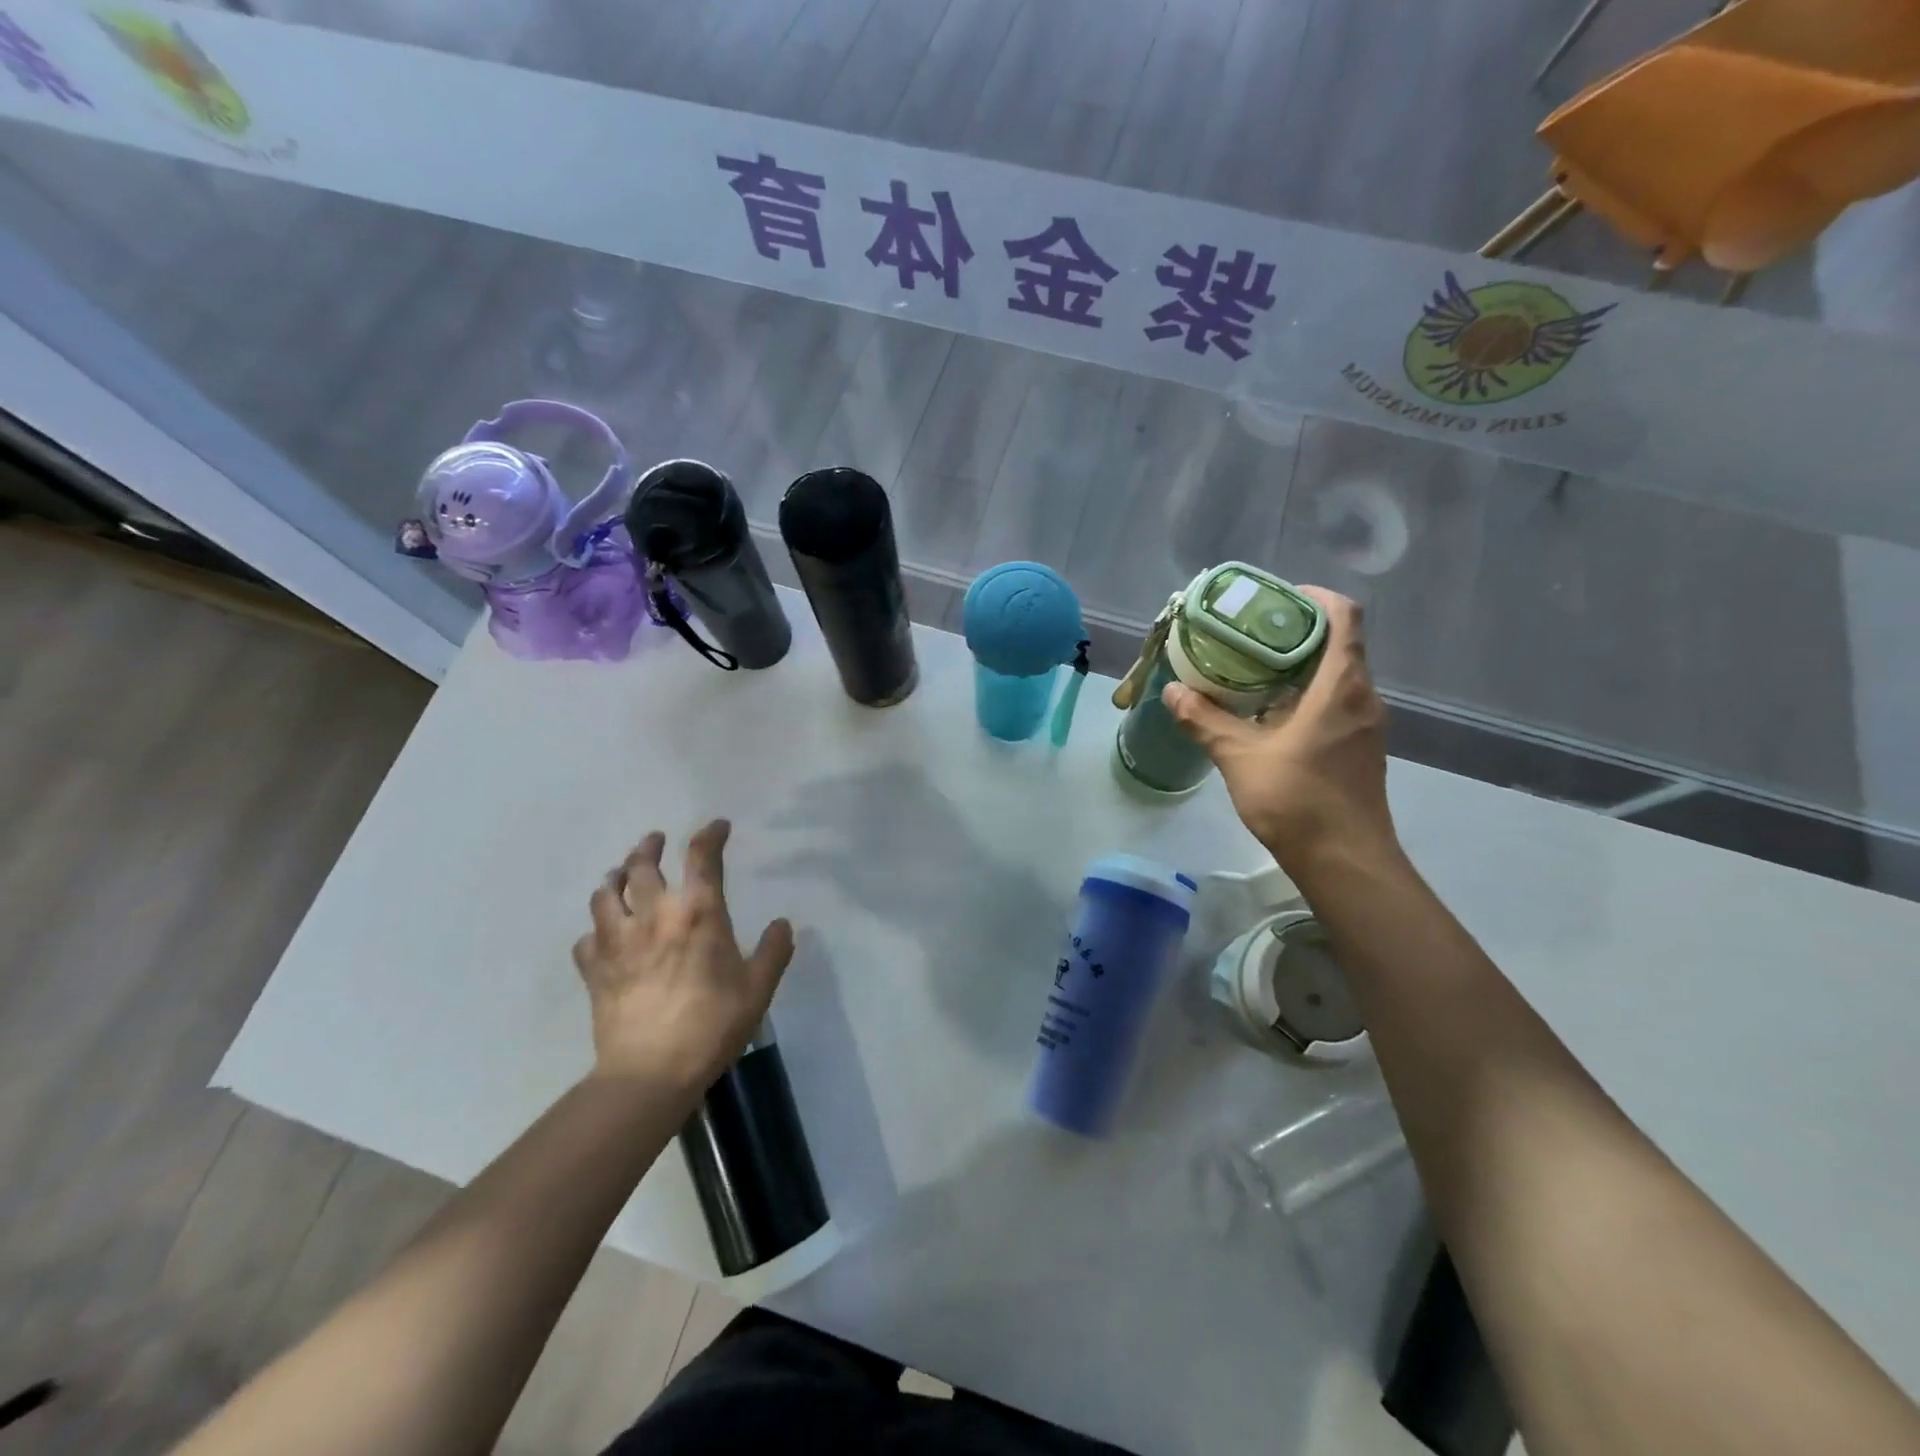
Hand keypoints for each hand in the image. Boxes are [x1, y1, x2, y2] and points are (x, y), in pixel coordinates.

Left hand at [572, 820, 794, 1092]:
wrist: (650, 1072)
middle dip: (649, 846)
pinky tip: (602, 937)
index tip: (718, 826)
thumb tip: (783, 924)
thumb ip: (773, 951)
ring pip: (604, 894)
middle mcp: (654, 915)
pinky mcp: (594, 969)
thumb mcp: (758, 989)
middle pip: (641, 865)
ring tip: (619, 876)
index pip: (701, 856)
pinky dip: (595, 931)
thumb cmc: (713, 1025)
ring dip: (614, 879)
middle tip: (654, 841)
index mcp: (698, 913)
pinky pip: (586, 939)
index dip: (710, 834)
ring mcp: (617, 941)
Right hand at [1163, 587, 1397, 879]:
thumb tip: (1173, 691)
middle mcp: (1362, 697)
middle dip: (1295, 632)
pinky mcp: (1359, 748)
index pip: (1344, 617)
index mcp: (1341, 686)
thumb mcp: (1240, 756)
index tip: (1275, 600)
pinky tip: (1267, 713)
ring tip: (1251, 669)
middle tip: (1248, 633)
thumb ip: (1205, 720)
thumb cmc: (1298, 800)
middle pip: (1339, 643)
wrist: (1345, 861)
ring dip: (1299, 666)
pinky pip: (1335, 702)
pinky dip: (1305, 694)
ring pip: (1337, 676)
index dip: (1314, 597)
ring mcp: (1365, 724)